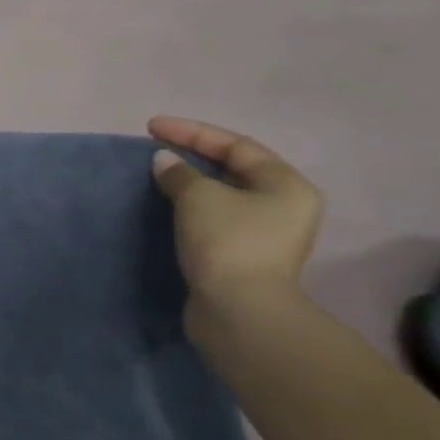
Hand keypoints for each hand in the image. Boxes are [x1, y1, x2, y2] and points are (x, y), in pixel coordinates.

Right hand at [146, 116, 322, 307]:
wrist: (238, 311)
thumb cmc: (228, 243)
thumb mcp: (199, 197)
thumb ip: (180, 173)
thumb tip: (164, 162)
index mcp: (287, 185)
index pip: (236, 145)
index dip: (192, 132)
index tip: (152, 127)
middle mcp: (285, 207)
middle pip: (234, 169)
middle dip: (194, 156)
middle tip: (157, 149)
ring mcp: (266, 235)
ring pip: (224, 197)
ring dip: (191, 183)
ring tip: (159, 175)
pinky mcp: (245, 258)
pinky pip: (216, 220)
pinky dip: (192, 209)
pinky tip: (169, 207)